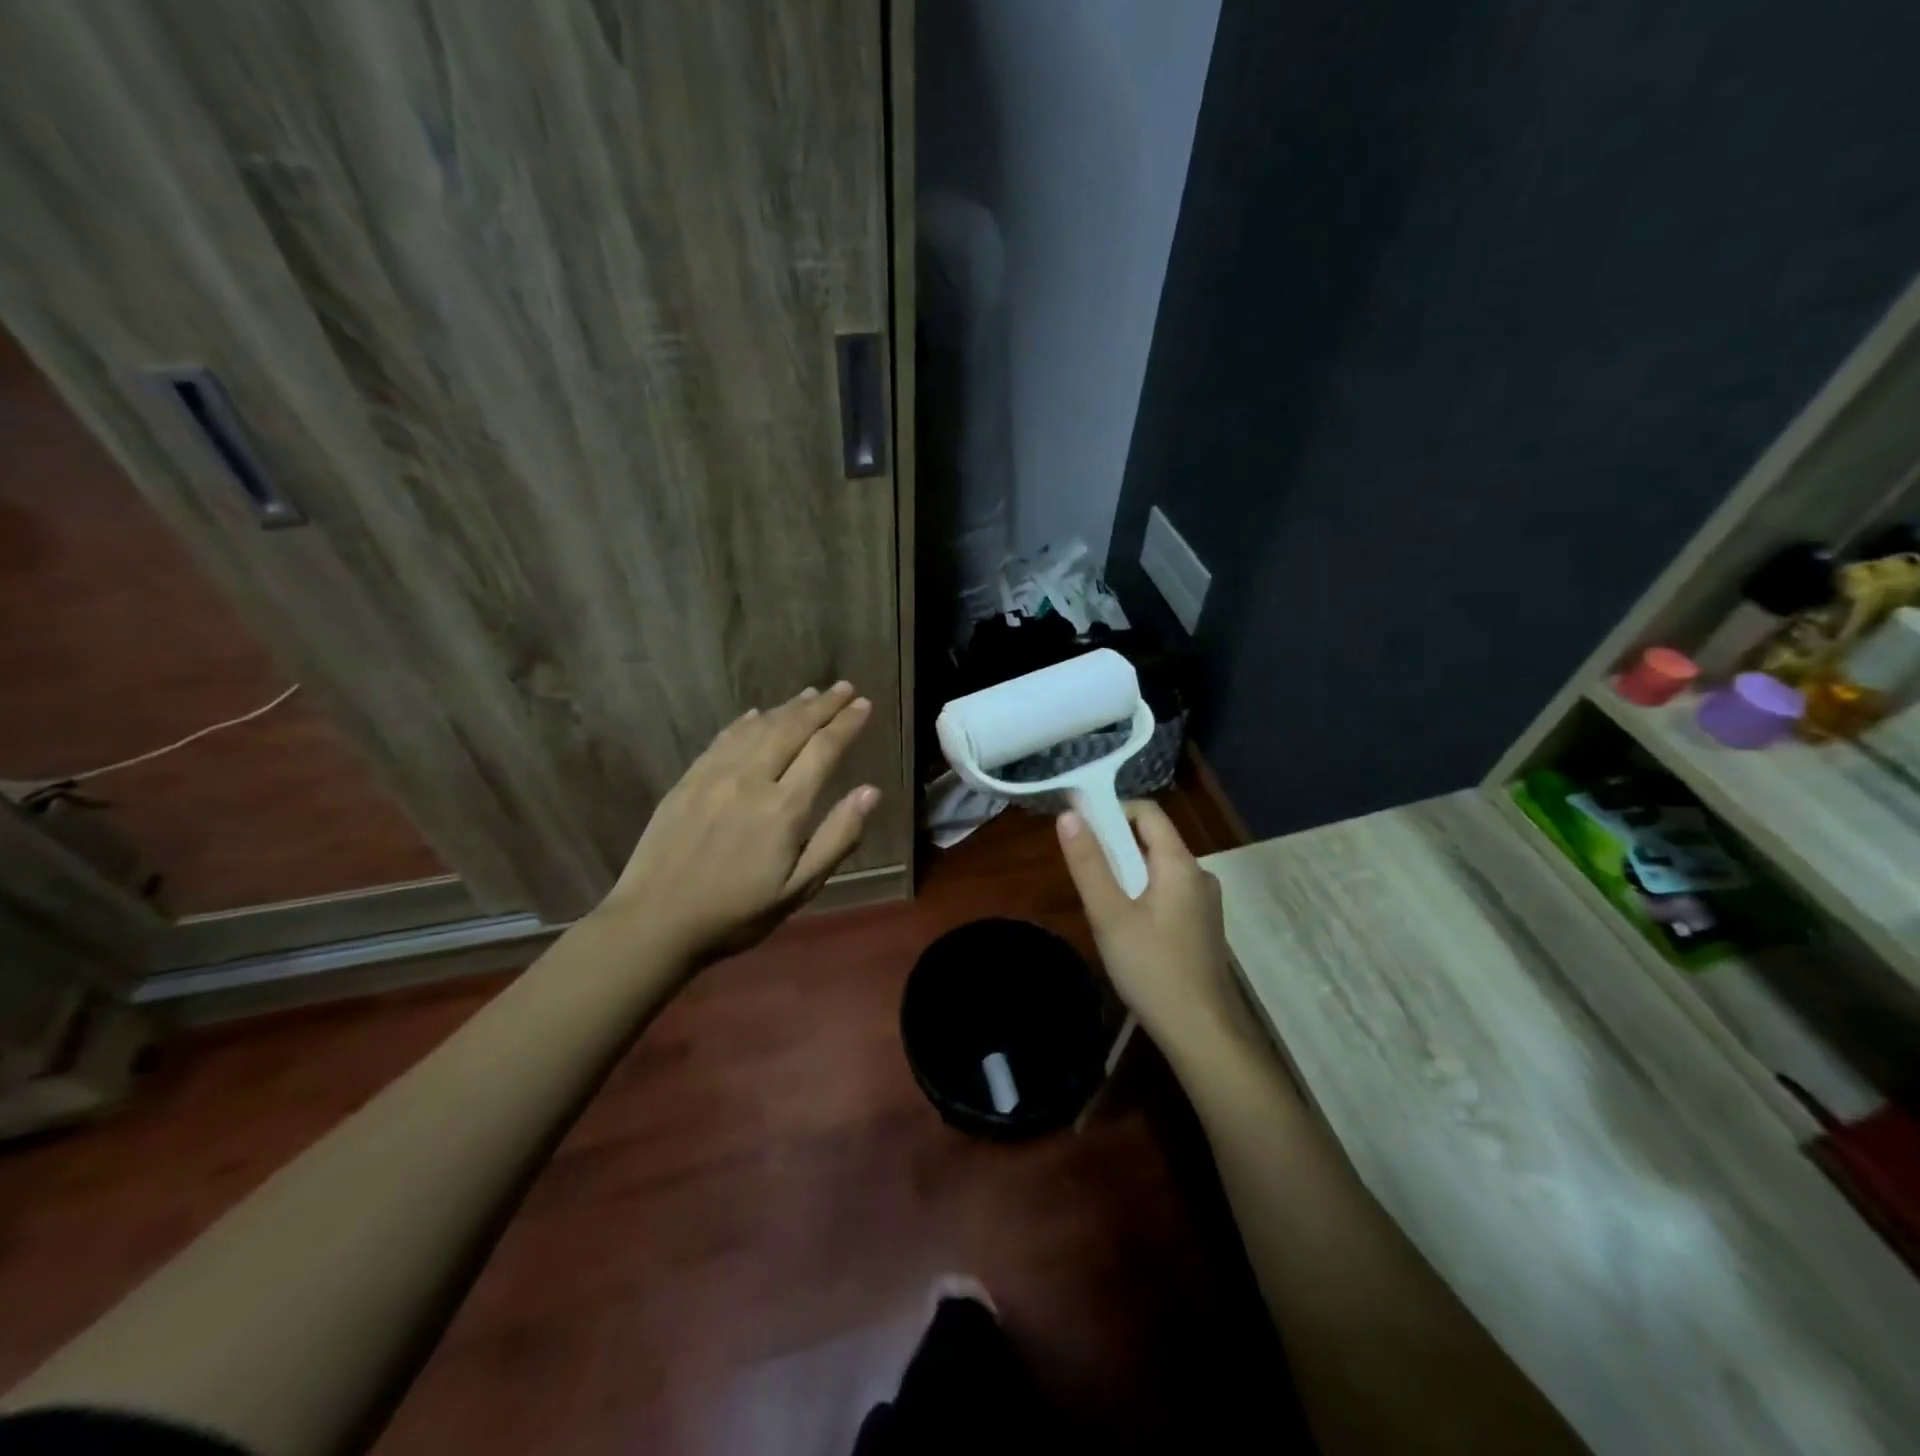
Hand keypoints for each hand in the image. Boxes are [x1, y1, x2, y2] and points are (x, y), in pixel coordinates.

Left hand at [601, 681, 879, 966]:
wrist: (655, 921)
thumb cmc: (737, 913)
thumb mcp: (799, 889)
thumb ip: (838, 838)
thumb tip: (871, 792)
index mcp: (784, 807)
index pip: (823, 750)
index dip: (846, 724)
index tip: (863, 704)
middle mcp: (751, 779)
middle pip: (793, 728)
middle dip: (823, 705)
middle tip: (844, 687)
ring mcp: (715, 775)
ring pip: (759, 728)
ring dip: (788, 707)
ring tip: (811, 694)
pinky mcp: (688, 780)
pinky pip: (723, 738)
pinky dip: (746, 721)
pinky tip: (757, 713)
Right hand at [1056, 800, 1245, 1051]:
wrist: (1202, 1032)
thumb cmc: (1151, 968)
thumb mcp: (1109, 914)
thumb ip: (1088, 863)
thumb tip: (1068, 815)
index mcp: (1180, 863)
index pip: (1147, 812)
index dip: (1112, 810)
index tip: (1080, 826)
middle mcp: (1199, 874)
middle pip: (1153, 840)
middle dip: (1115, 847)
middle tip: (1084, 872)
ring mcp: (1205, 903)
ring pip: (1159, 870)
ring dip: (1128, 874)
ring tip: (1100, 905)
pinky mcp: (1203, 927)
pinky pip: (1169, 894)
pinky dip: (1144, 896)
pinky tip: (1127, 930)